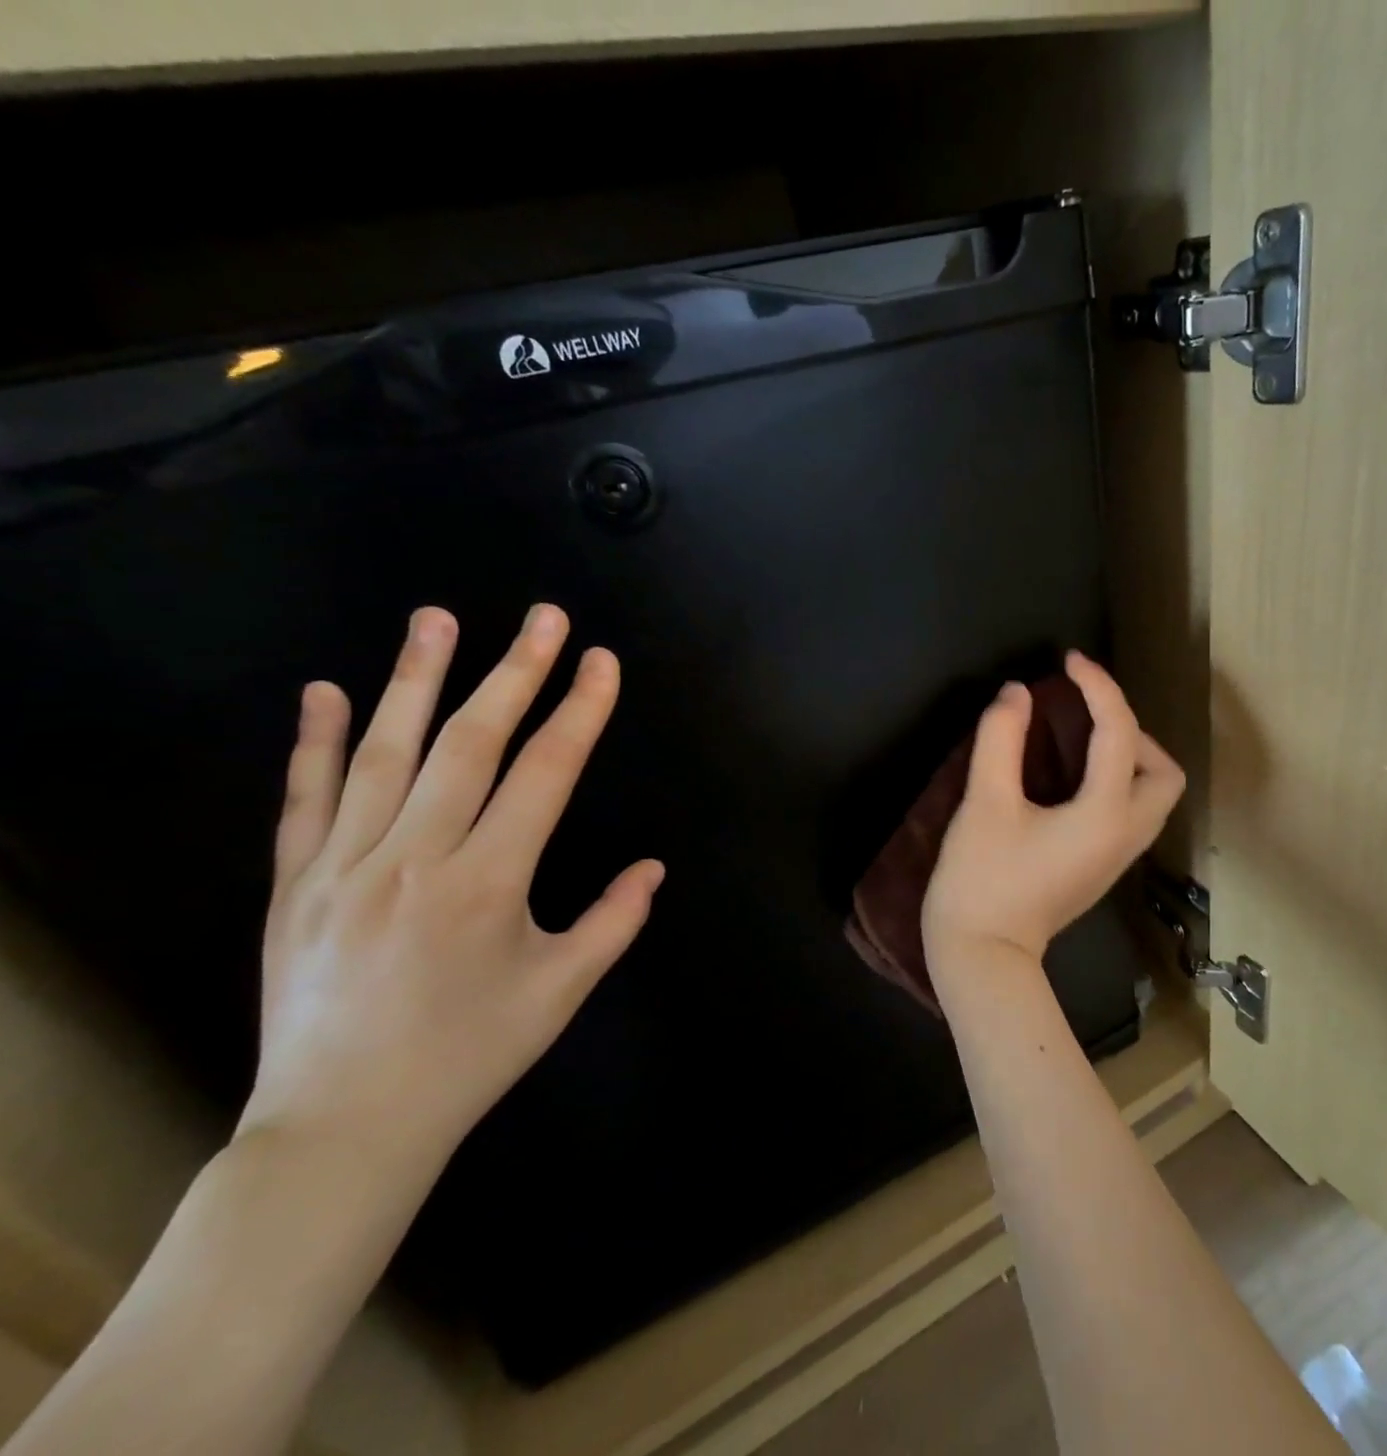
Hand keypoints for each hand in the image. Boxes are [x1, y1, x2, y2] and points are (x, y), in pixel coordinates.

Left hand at [241, 604, 663, 1174]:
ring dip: (416, 679)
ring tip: (437, 618)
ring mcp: (344, 867)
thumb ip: (614, 922)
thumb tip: (654, 868)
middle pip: (470, 743)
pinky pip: (305, 800)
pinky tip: (327, 690)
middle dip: (515, 672)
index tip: (601, 662)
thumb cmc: (469, 1056)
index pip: (546, 774)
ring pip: (385, 754)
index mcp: (488, 884)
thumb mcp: (561, 992)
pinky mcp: (295, 886)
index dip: (580, 712)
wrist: (342, 1128)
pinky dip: (317, 741)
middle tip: (543, 616)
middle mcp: (415, 859)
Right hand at [923, 651, 1184, 971]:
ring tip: (1080, 740)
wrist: (983, 956)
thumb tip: (1017, 693)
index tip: (1069, 662)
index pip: (1119, 733)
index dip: (1098, 687)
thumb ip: (1000, 740)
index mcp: (1105, 814)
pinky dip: (1117, 781)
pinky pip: (1132, 811)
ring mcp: (1119, 857)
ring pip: (1153, 794)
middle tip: (1084, 717)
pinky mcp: (1103, 868)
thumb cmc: (981, 880)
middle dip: (1132, 731)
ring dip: (1129, 756)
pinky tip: (1073, 776)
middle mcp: (1126, 834)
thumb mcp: (984, 803)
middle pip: (1164, 771)